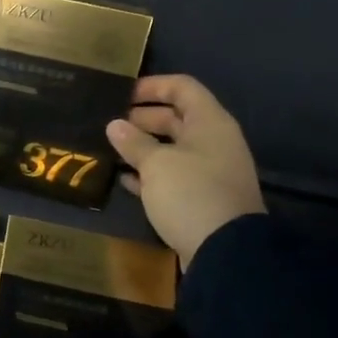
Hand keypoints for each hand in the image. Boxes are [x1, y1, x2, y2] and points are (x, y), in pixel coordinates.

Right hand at [105, 74, 265, 268]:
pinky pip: (174, 176)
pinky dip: (151, 174)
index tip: (122, 94)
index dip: (152, 86)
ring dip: (144, 147)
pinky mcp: (203, 198)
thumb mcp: (156, 164)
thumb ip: (134, 142)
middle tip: (111, 124)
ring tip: (112, 149)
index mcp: (209, 123)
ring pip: (173, 148)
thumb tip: (115, 125)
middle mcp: (214, 142)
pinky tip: (125, 179)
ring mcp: (210, 172)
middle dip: (143, 118)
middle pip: (177, 118)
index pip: (183, 87)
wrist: (226, 252)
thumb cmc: (191, 193)